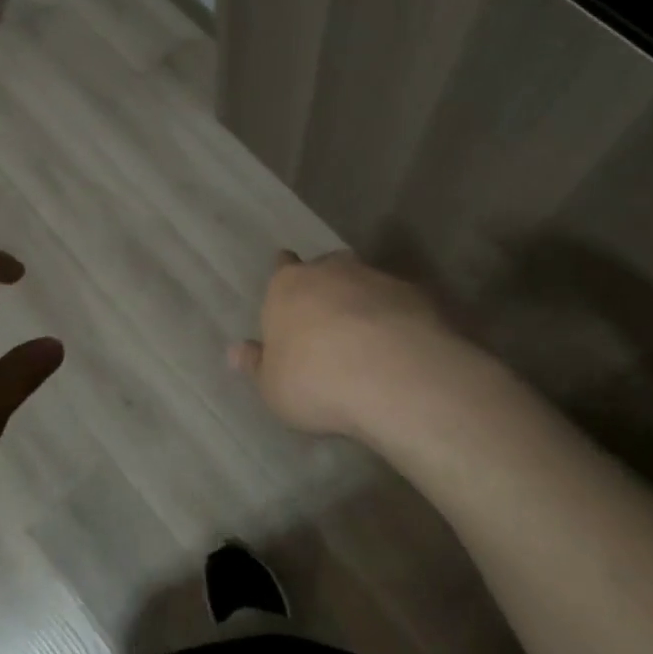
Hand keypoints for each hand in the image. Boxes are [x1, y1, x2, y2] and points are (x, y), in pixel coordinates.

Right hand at [230, 251, 460, 439]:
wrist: (392, 376)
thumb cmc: (315, 380)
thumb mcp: (272, 387)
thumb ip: (256, 365)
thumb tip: (235, 351)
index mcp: (288, 286)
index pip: (282, 266)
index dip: (285, 278)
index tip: (290, 292)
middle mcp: (331, 271)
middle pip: (326, 267)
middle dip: (327, 286)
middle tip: (328, 316)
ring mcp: (377, 279)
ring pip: (365, 281)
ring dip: (364, 301)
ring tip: (367, 335)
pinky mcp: (417, 296)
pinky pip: (400, 303)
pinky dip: (397, 318)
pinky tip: (400, 346)